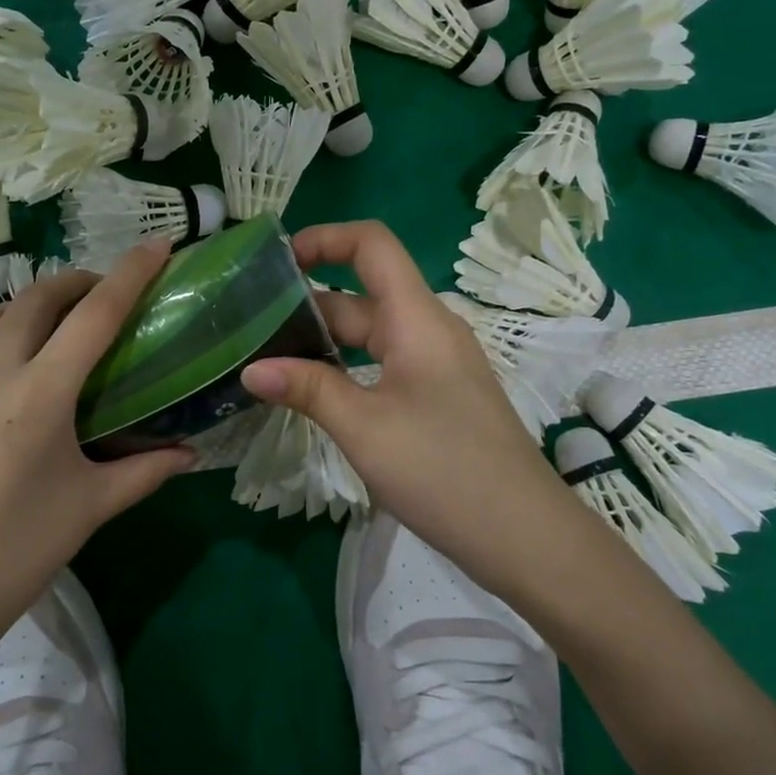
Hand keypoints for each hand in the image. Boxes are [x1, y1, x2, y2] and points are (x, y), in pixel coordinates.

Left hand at [0, 241, 195, 670]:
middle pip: (37, 300)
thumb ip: (146, 471)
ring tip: (42, 328)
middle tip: (96, 296)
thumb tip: (192, 454)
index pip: (96, 315)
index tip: (157, 244)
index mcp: (40, 397)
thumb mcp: (90, 509)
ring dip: (23, 310)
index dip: (131, 273)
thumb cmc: (15, 556)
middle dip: (75, 284)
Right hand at [240, 221, 577, 586]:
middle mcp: (427, 329)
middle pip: (362, 293)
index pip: (371, 244)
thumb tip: (250, 370)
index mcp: (416, 318)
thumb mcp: (364, 428)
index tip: (277, 261)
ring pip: (370, 333)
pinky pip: (382, 363)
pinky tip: (311, 393)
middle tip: (250, 322)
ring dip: (322, 340)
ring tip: (266, 356)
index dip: (324, 237)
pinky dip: (344, 368)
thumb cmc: (443, 470)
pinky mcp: (437, 395)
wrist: (525, 537)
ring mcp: (435, 364)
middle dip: (307, 300)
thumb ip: (307, 390)